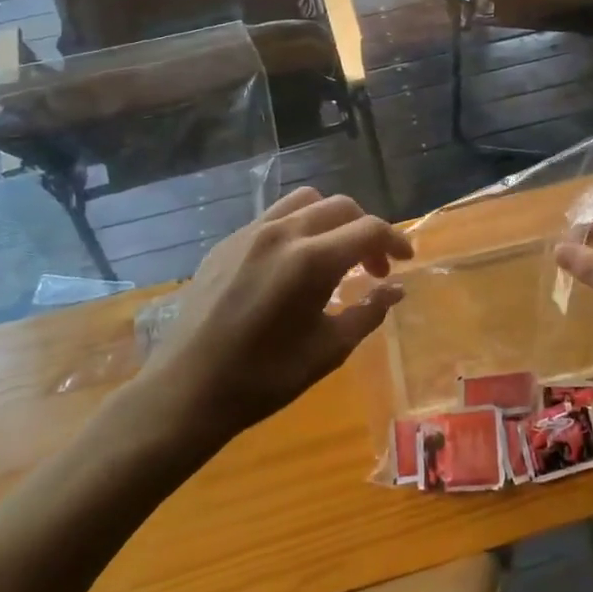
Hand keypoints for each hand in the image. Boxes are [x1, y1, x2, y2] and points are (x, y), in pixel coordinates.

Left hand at [141, 188, 411, 443]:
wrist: (187, 390)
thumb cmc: (265, 377)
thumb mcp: (328, 350)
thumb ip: (368, 312)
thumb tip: (395, 290)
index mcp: (311, 260)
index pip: (369, 229)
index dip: (395, 240)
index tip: (405, 261)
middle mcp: (283, 233)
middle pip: (341, 206)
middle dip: (366, 230)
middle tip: (373, 267)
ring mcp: (250, 233)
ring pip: (305, 202)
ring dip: (331, 220)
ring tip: (335, 255)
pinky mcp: (226, 243)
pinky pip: (273, 217)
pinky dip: (298, 228)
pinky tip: (294, 265)